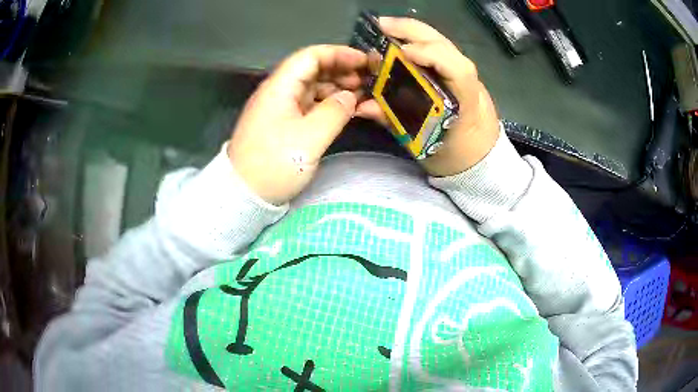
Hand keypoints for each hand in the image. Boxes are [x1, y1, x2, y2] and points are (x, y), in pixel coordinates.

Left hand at [228, 45, 367, 204]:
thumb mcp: (310, 138)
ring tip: (360, 95)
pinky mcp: (282, 123)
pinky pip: (308, 104)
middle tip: (367, 81)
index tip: (364, 61)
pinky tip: (343, 109)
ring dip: (336, 87)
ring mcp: (279, 108)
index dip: (339, 54)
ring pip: (311, 87)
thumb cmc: (275, 163)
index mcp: (280, 87)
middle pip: (312, 69)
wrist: (243, 193)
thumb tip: (350, 97)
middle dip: (340, 70)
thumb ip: (335, 112)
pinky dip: (327, 103)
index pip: (311, 56)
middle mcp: (278, 91)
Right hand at [356, 17, 500, 176]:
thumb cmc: (457, 158)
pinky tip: (399, 40)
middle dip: (413, 31)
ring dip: (412, 31)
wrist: (483, 160)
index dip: (433, 55)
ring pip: (442, 43)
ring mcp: (465, 75)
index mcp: (468, 104)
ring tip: (385, 28)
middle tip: (380, 25)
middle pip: (447, 46)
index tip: (404, 51)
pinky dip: (417, 40)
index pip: (458, 70)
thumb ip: (396, 122)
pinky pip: (437, 49)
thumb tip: (362, 106)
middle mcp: (469, 82)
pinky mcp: (457, 73)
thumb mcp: (426, 147)